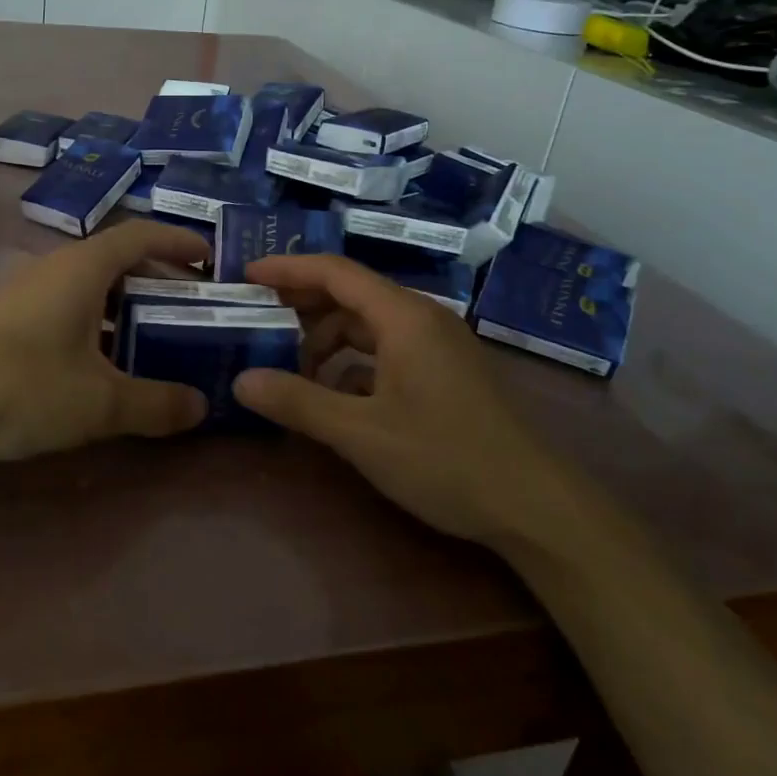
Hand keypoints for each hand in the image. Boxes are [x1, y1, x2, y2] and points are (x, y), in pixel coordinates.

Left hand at [0, 220, 210, 470]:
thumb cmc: (25, 387)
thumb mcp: (102, 402)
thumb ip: (157, 404)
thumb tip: (201, 407)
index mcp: (83, 268)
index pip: (140, 235)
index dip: (178, 241)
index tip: (209, 258)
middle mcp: (56, 268)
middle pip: (117, 260)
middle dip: (157, 279)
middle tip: (191, 307)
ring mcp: (28, 293)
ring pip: (90, 287)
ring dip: (125, 306)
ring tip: (155, 337)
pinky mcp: (9, 320)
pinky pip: (67, 308)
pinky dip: (96, 324)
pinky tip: (104, 363)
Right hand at [232, 254, 584, 547]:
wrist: (536, 507)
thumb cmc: (446, 458)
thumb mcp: (361, 433)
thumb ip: (298, 402)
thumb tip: (240, 382)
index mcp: (403, 316)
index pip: (334, 272)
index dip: (287, 269)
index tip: (246, 275)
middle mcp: (421, 319)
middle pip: (350, 294)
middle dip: (302, 304)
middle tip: (257, 320)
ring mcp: (437, 346)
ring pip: (368, 325)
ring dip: (327, 340)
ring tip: (292, 369)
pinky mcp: (445, 373)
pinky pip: (387, 351)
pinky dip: (353, 363)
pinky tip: (335, 396)